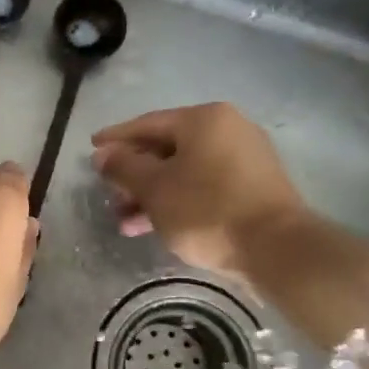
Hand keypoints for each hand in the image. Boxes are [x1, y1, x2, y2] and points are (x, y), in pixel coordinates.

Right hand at [91, 103, 309, 276]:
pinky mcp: (253, 187)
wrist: (276, 249)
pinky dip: (177, 202)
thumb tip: (102, 154)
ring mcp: (245, 159)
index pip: (148, 123)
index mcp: (204, 119)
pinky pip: (203, 187)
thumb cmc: (207, 210)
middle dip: (134, 175)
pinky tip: (154, 226)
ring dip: (152, 195)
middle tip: (109, 194)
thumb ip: (124, 168)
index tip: (91, 148)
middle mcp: (228, 129)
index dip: (116, 138)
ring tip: (125, 223)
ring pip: (184, 172)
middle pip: (167, 148)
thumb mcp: (155, 189)